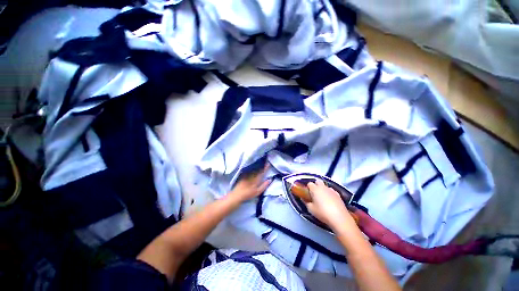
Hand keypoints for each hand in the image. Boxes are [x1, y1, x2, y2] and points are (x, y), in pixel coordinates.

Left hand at [229, 163, 270, 202]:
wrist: (237, 194)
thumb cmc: (248, 194)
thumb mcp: (258, 192)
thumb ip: (264, 185)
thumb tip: (270, 179)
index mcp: (256, 179)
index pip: (262, 172)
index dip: (265, 167)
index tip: (268, 163)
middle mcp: (252, 175)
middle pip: (258, 168)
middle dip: (262, 165)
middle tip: (265, 161)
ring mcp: (247, 174)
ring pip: (253, 168)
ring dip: (257, 165)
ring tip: (260, 162)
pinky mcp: (243, 175)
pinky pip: (249, 169)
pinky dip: (252, 167)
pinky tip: (253, 165)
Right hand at [306, 180, 357, 230]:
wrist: (339, 218)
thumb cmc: (322, 212)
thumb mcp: (311, 209)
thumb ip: (306, 202)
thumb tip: (304, 199)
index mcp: (315, 189)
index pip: (309, 183)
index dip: (308, 188)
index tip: (308, 194)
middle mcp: (323, 187)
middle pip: (318, 181)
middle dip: (315, 185)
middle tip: (315, 194)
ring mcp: (331, 190)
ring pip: (325, 186)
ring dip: (323, 189)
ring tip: (323, 198)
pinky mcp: (338, 194)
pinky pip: (331, 191)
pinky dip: (329, 193)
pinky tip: (330, 201)